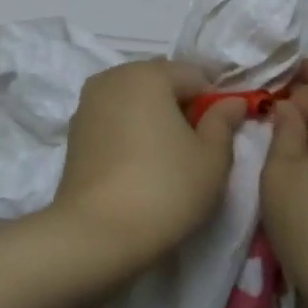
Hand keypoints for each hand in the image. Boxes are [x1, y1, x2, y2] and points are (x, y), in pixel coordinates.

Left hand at [52, 60, 244, 267]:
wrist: (96, 233)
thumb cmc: (165, 189)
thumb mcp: (212, 158)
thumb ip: (224, 122)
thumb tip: (232, 102)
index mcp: (148, 74)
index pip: (195, 75)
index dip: (216, 99)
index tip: (227, 129)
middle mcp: (113, 77)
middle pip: (161, 81)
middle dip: (183, 104)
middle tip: (200, 143)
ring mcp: (88, 104)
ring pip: (134, 99)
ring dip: (155, 116)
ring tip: (171, 155)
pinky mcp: (75, 132)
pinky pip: (114, 119)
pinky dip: (131, 130)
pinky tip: (142, 161)